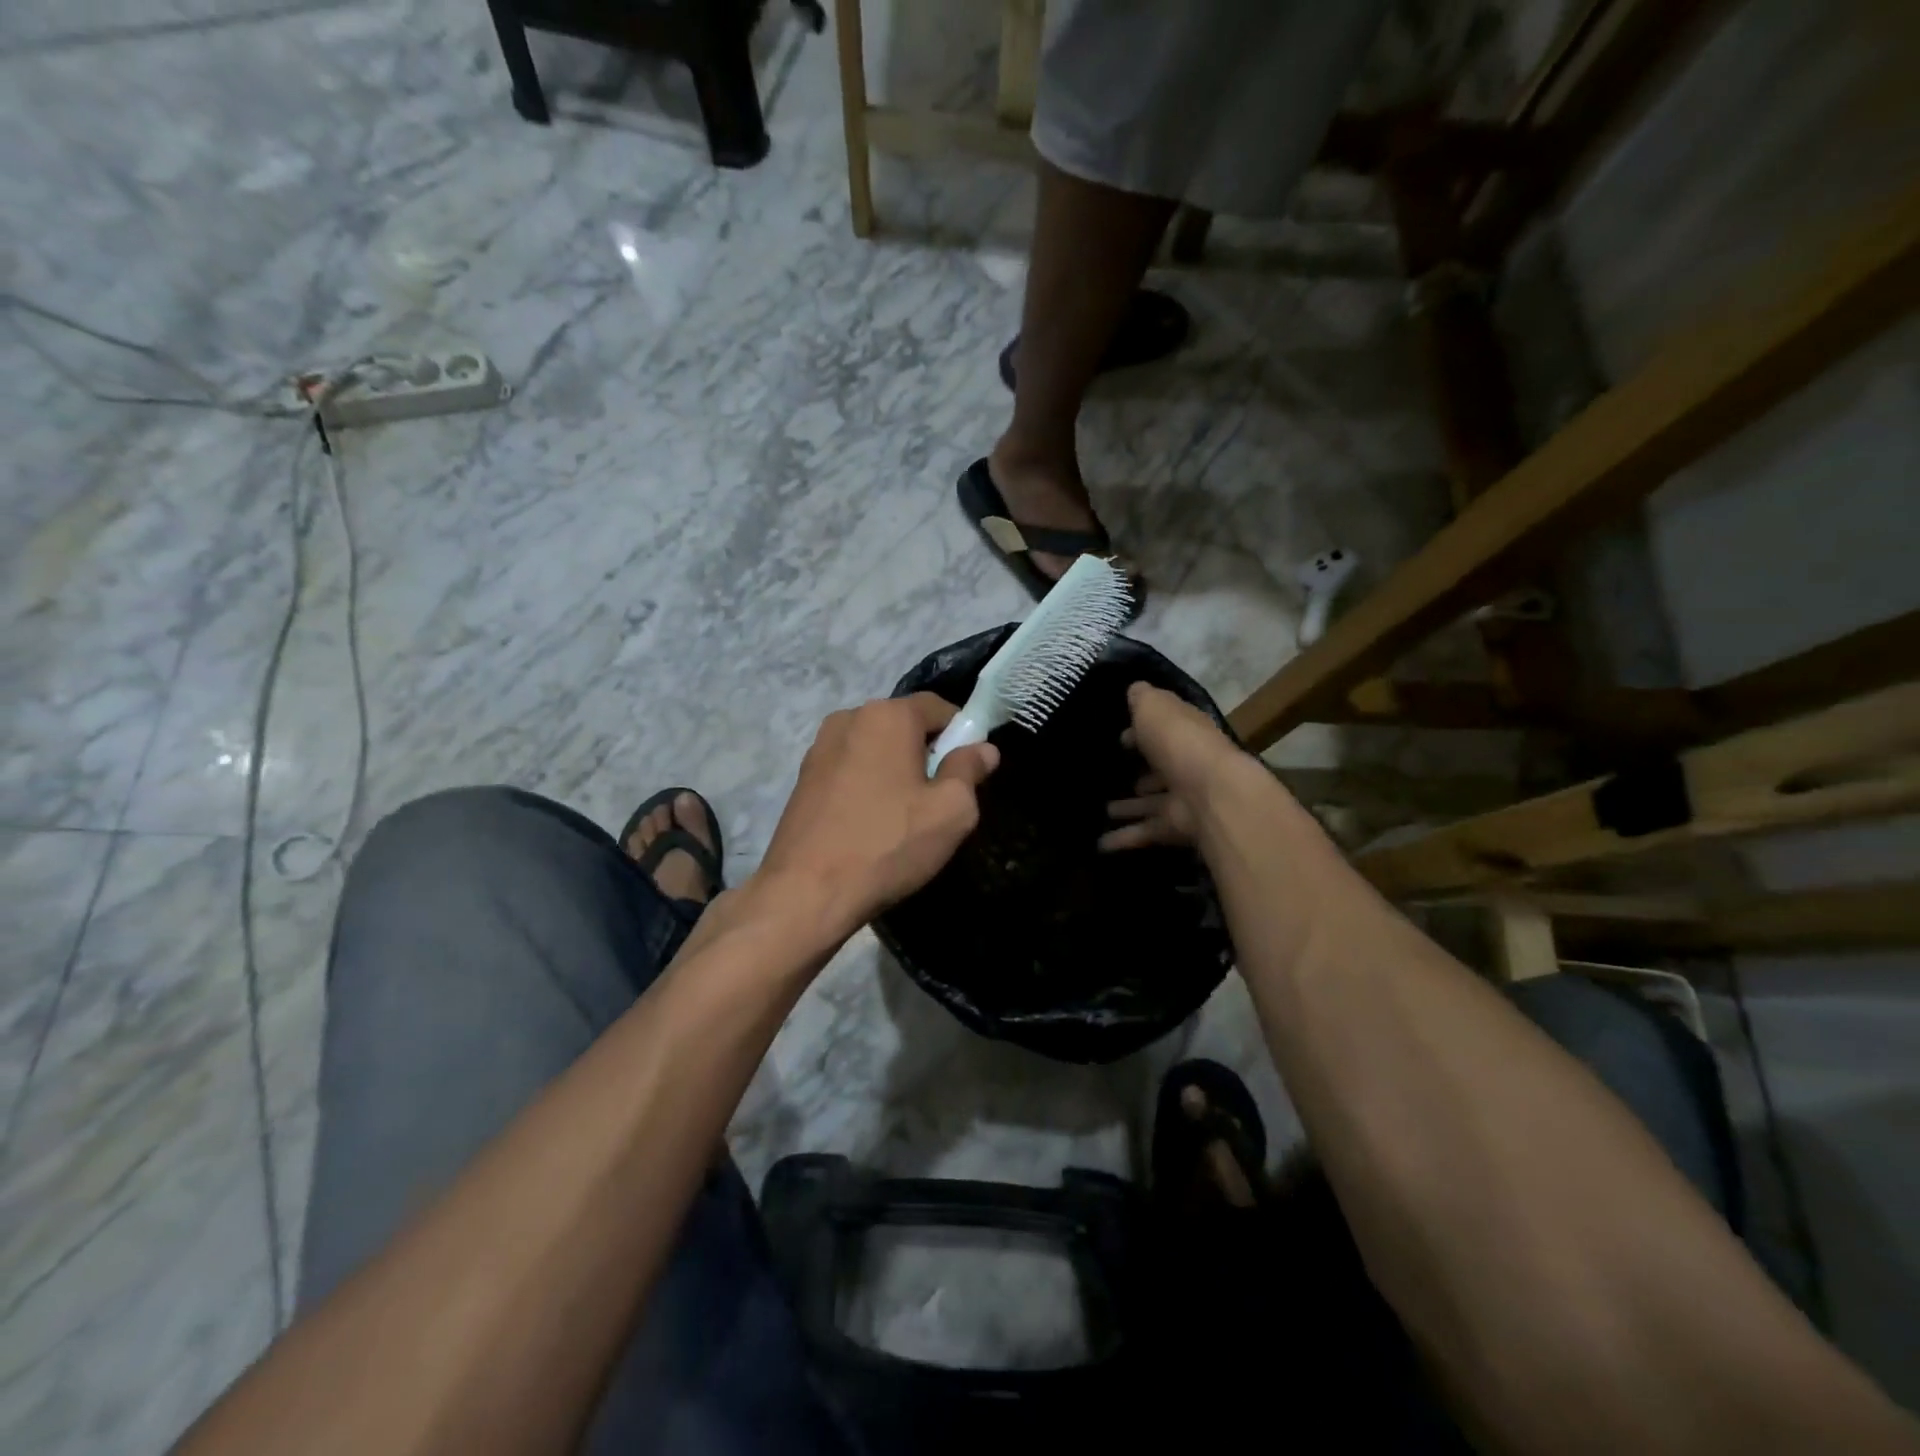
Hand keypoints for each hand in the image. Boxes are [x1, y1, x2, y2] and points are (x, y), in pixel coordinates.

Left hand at [757, 693, 998, 936]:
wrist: (806, 892)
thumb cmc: (888, 844)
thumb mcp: (950, 811)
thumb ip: (970, 770)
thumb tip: (983, 749)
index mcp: (887, 715)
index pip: (938, 707)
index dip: (962, 734)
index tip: (969, 771)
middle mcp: (849, 718)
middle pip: (904, 724)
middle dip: (926, 753)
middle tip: (938, 799)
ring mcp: (819, 747)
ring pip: (875, 747)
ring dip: (895, 769)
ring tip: (902, 816)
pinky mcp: (802, 777)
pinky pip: (850, 768)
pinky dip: (867, 784)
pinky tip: (870, 823)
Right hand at [1100, 682, 1244, 850]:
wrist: (1211, 794)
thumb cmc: (1180, 743)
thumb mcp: (1155, 708)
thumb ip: (1142, 698)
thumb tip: (1134, 689)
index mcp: (1185, 733)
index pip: (1165, 730)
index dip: (1143, 731)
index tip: (1121, 738)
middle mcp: (1187, 765)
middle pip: (1160, 768)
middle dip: (1140, 772)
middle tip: (1112, 774)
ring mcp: (1182, 798)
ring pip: (1150, 803)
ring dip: (1130, 807)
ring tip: (1104, 810)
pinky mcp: (1174, 828)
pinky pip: (1143, 832)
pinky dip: (1123, 838)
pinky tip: (1100, 844)